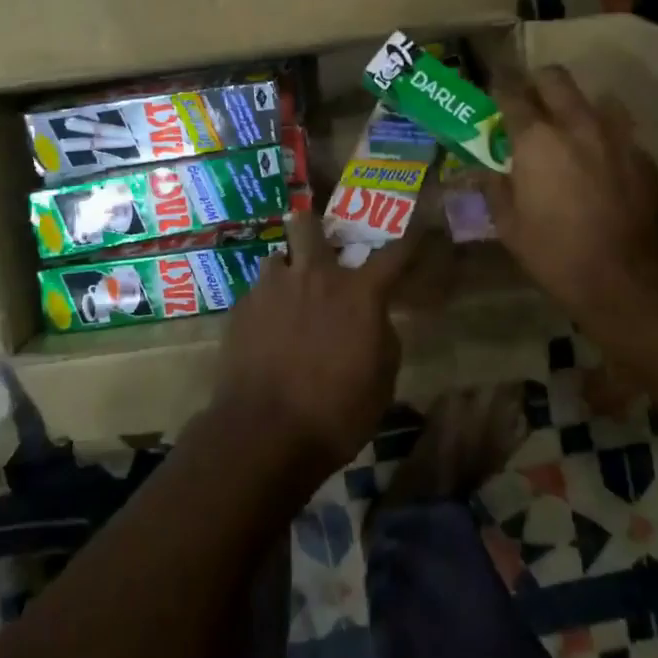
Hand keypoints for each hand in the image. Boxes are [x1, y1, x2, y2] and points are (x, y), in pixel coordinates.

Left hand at [214, 213, 418, 482]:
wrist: (264, 433)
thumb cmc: (336, 414)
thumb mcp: (381, 382)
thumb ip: (381, 337)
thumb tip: (373, 318)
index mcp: (357, 293)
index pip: (394, 253)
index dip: (409, 239)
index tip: (418, 227)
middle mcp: (313, 276)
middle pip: (308, 224)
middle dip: (312, 227)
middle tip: (318, 247)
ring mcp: (271, 288)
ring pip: (276, 259)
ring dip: (285, 274)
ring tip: (287, 300)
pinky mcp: (240, 309)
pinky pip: (256, 294)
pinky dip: (265, 307)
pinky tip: (264, 335)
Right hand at [483, 67, 657, 321]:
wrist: (628, 281)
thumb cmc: (556, 254)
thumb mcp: (509, 226)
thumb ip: (494, 188)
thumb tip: (485, 170)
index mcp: (536, 139)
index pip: (511, 92)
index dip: (498, 87)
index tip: (492, 91)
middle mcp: (576, 124)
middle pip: (555, 78)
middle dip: (537, 83)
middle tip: (529, 104)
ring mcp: (616, 136)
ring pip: (593, 98)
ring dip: (575, 107)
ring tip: (568, 132)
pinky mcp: (643, 156)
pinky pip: (618, 131)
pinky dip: (602, 137)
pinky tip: (599, 164)